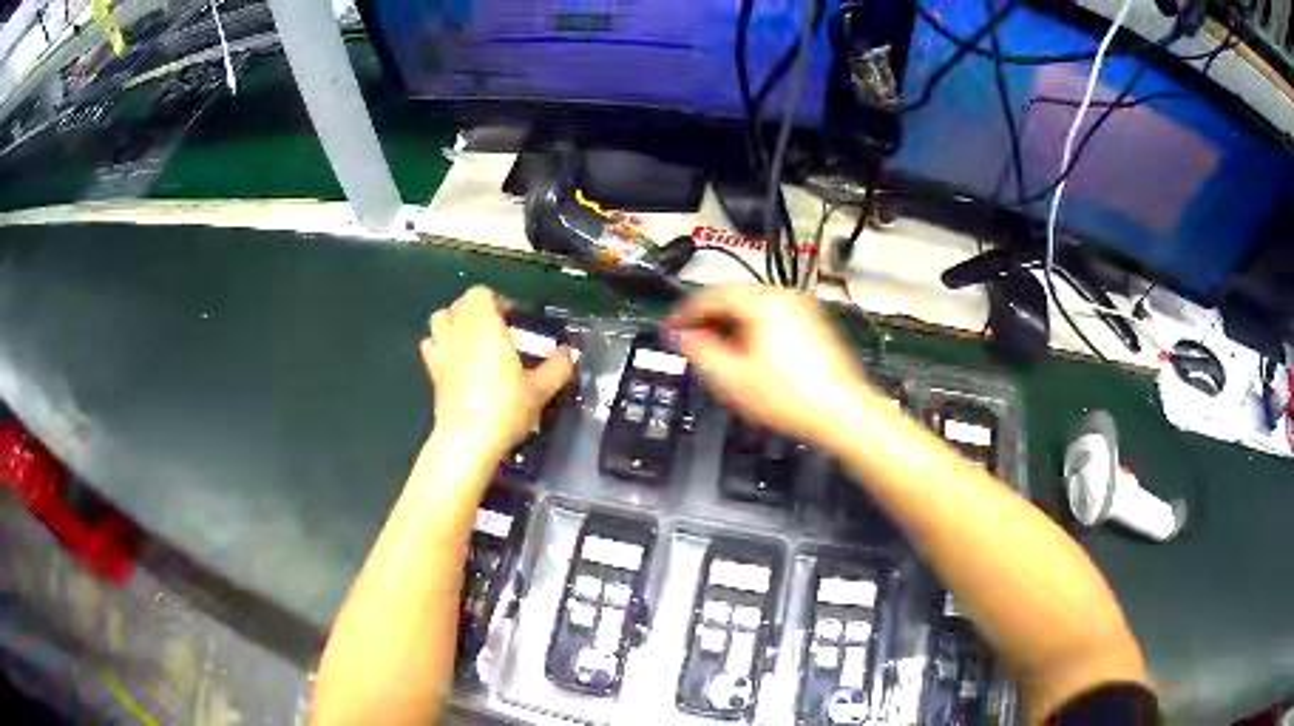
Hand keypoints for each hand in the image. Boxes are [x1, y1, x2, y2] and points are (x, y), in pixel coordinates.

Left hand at [421, 286, 573, 457]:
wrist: (468, 439)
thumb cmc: (505, 407)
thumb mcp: (540, 389)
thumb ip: (558, 367)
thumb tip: (569, 353)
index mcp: (485, 325)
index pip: (481, 293)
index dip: (497, 301)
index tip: (513, 320)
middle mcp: (459, 331)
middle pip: (459, 304)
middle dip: (476, 310)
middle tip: (496, 331)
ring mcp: (442, 351)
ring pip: (439, 319)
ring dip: (453, 322)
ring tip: (471, 340)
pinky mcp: (432, 372)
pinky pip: (430, 346)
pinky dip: (440, 345)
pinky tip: (455, 361)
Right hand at [673, 285, 874, 448]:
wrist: (840, 411)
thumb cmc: (791, 396)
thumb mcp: (731, 377)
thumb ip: (698, 350)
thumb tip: (680, 335)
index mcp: (764, 301)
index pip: (712, 295)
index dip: (685, 312)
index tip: (671, 327)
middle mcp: (785, 296)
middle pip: (734, 298)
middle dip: (708, 319)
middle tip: (689, 339)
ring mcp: (803, 309)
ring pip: (753, 309)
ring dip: (729, 325)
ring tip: (714, 350)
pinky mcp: (813, 325)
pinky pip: (772, 319)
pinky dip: (752, 330)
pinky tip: (746, 354)